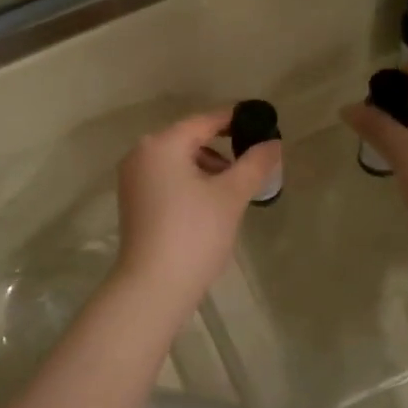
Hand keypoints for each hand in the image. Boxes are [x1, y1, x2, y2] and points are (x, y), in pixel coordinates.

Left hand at [113, 111, 277, 303]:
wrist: (153, 287)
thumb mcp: (231, 195)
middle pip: (190, 139)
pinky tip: (211, 204)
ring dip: (208, 168)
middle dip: (223, 149)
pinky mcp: (134, 201)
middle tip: (254, 163)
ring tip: (235, 190)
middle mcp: (141, 153)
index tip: (262, 123)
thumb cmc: (194, 233)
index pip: (205, 121)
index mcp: (162, 144)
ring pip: (179, 161)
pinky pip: (168, 179)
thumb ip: (254, 164)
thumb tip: (273, 143)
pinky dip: (191, 182)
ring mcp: (133, 178)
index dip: (235, 120)